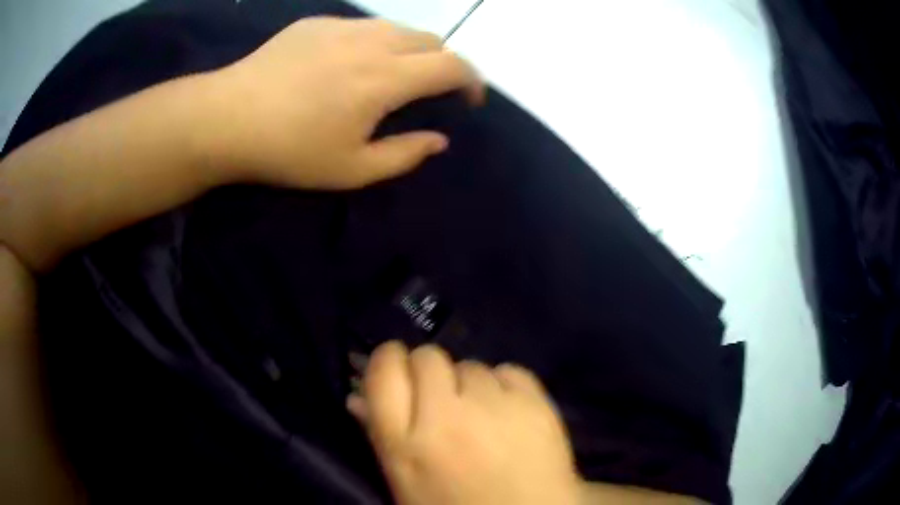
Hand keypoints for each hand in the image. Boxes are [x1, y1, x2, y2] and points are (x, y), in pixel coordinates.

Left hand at [202, 17, 484, 189]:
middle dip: (444, 62)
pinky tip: (349, 63)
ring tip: (393, 74)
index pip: (452, 65)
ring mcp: (342, 26)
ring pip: (397, 28)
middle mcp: (373, 41)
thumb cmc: (288, 150)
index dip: (472, 81)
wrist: (227, 117)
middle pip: (431, 39)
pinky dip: (374, 41)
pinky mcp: (316, 22)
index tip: (469, 100)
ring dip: (410, 49)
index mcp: (386, 78)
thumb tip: (438, 140)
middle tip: (431, 89)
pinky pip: (361, 26)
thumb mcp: (351, 169)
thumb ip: (404, 155)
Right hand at [348, 342, 581, 504]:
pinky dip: (504, 385)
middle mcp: (446, 417)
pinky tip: (509, 412)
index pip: (384, 371)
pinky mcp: (535, 403)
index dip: (388, 360)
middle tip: (440, 398)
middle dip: (429, 372)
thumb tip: (357, 396)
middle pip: (428, 358)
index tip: (396, 366)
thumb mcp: (405, 482)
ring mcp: (494, 407)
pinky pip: (509, 372)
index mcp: (405, 443)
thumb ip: (379, 435)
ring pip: (470, 366)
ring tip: (481, 416)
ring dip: (469, 384)